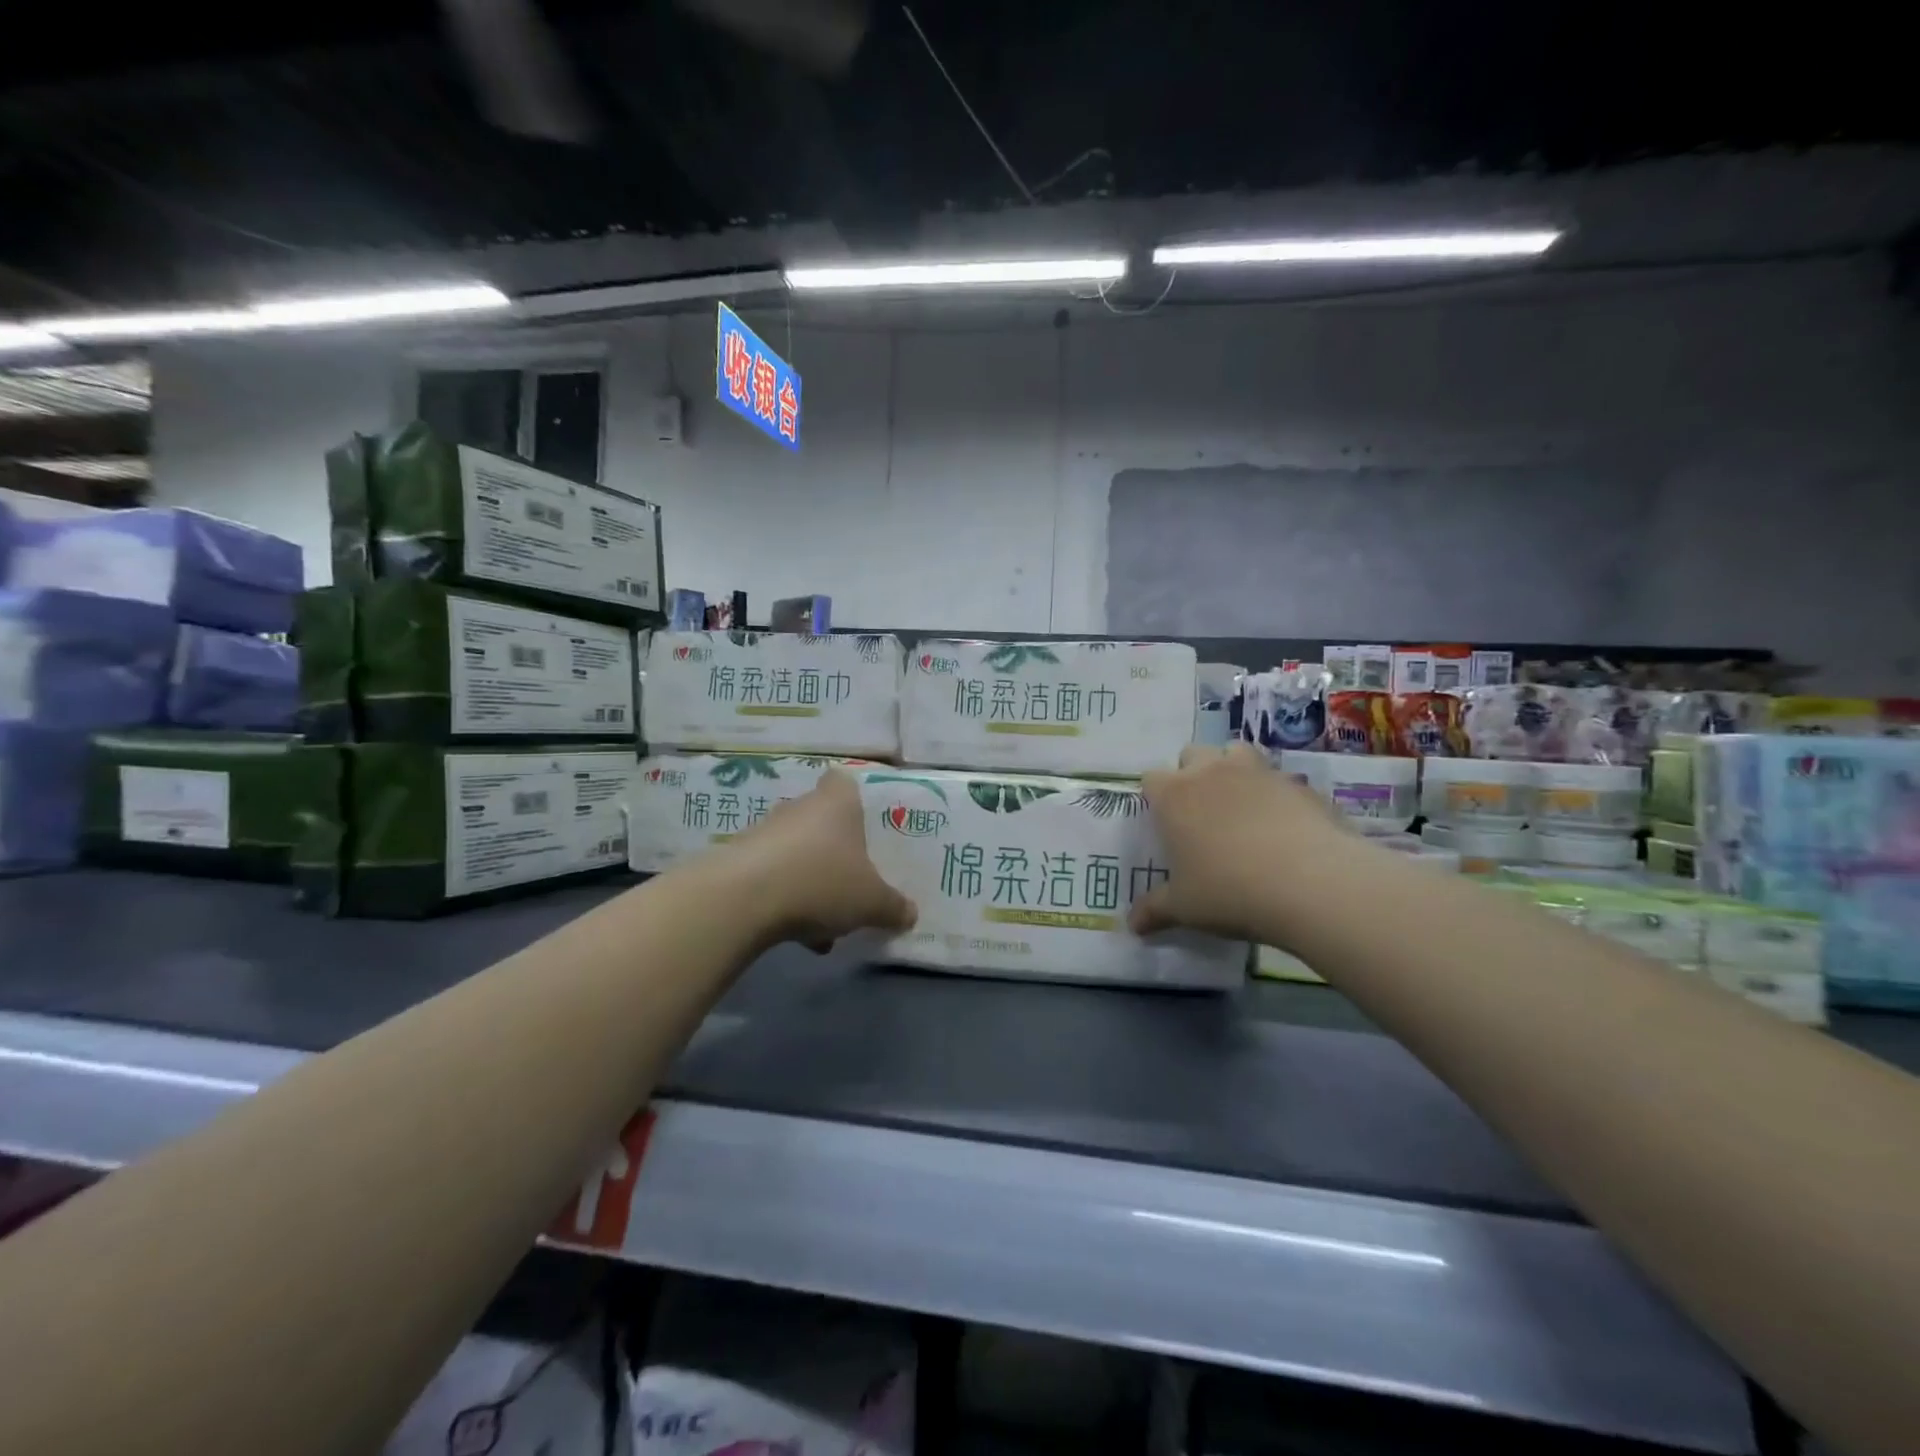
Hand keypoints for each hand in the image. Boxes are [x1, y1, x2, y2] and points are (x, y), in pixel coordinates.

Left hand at [731, 769, 916, 950]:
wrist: (743, 899)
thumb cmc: (822, 881)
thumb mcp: (872, 902)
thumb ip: (894, 906)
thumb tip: (910, 913)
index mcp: (837, 803)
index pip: (844, 782)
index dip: (854, 799)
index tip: (864, 824)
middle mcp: (799, 808)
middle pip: (822, 822)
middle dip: (836, 851)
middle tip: (853, 881)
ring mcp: (765, 832)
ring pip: (798, 853)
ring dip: (811, 882)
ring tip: (828, 924)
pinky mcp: (738, 860)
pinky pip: (773, 877)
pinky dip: (786, 900)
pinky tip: (799, 936)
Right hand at [1129, 743, 1341, 939]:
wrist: (1311, 883)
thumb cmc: (1229, 891)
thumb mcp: (1185, 908)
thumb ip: (1155, 909)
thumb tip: (1133, 925)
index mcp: (1174, 796)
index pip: (1151, 778)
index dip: (1156, 797)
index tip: (1164, 822)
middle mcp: (1211, 772)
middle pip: (1192, 754)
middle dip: (1192, 774)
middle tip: (1200, 813)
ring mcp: (1257, 772)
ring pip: (1236, 751)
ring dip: (1232, 768)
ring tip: (1240, 805)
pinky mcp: (1298, 783)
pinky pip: (1278, 778)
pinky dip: (1274, 793)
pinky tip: (1283, 825)